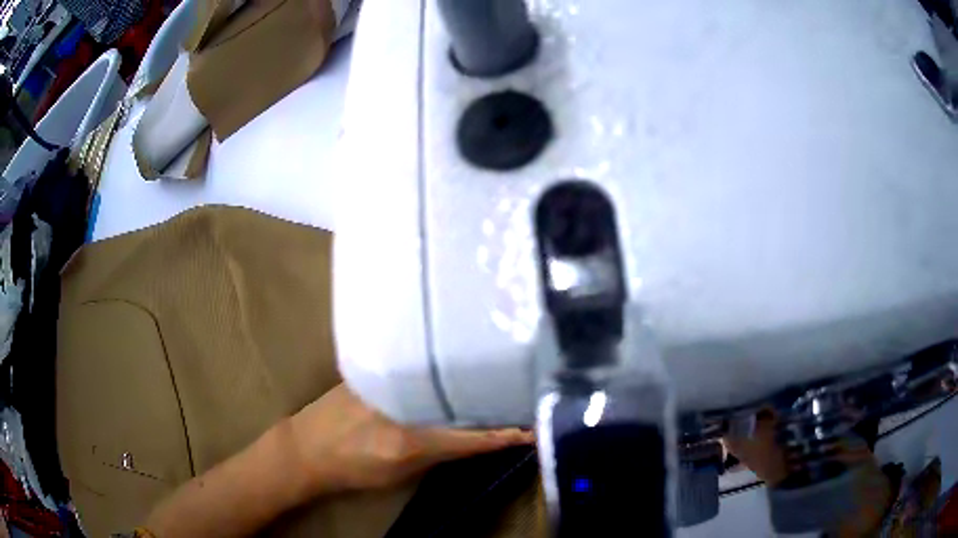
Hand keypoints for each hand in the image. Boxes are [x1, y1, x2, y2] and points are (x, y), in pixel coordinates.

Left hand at [288, 384, 533, 493]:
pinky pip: (416, 365)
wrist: (305, 448)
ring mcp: (385, 378)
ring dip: (469, 377)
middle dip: (494, 393)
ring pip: (440, 375)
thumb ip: (439, 453)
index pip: (471, 435)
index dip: (506, 432)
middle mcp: (400, 402)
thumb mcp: (400, 473)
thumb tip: (475, 436)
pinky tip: (455, 361)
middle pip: (459, 395)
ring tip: (499, 370)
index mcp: (408, 439)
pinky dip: (439, 368)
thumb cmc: (353, 470)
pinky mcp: (372, 365)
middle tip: (525, 387)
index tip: (535, 425)